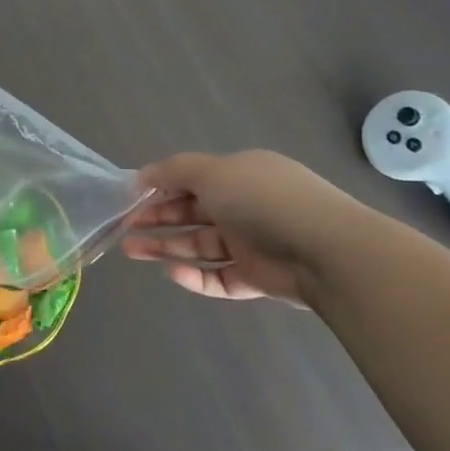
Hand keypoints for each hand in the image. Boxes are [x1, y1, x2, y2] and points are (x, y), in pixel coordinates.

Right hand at [122, 151, 366, 306]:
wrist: (326, 251)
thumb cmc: (262, 199)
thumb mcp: (211, 171)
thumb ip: (172, 171)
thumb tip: (140, 177)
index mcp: (239, 175)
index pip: (191, 179)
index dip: (159, 187)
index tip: (129, 198)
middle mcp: (244, 206)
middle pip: (191, 213)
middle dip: (155, 218)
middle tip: (123, 227)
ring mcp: (252, 243)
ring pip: (198, 245)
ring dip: (164, 246)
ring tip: (130, 250)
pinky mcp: (257, 278)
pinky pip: (218, 277)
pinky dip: (194, 276)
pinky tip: (171, 272)